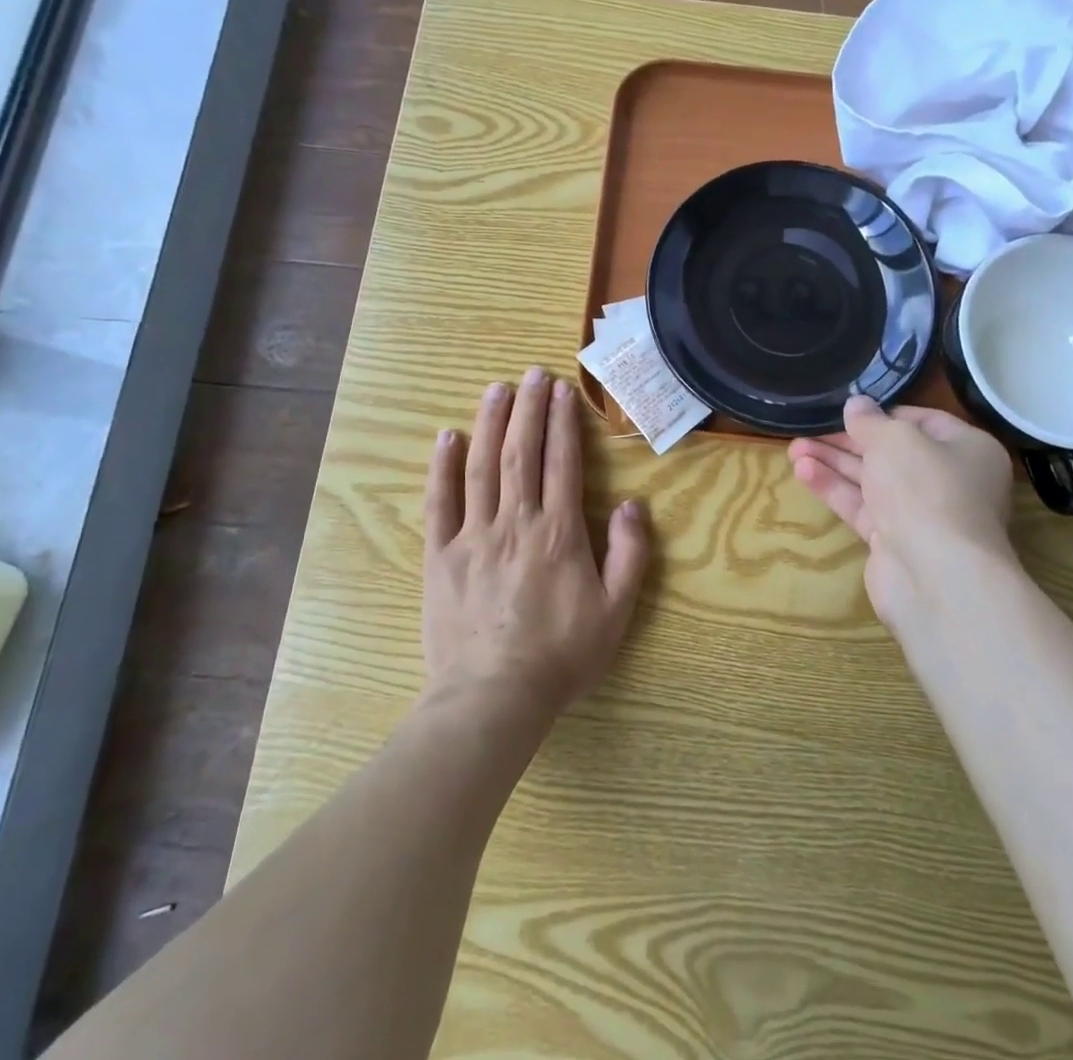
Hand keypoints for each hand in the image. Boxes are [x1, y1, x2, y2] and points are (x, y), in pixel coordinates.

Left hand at [423, 368, 647, 721]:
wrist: (493, 697)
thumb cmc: (561, 656)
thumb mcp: (616, 611)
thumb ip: (629, 554)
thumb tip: (632, 504)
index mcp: (558, 532)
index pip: (562, 462)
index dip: (563, 422)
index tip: (563, 390)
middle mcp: (516, 521)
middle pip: (522, 452)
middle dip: (528, 409)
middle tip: (532, 373)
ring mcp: (474, 535)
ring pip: (482, 466)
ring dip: (490, 423)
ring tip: (496, 388)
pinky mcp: (440, 555)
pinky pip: (440, 502)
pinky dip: (442, 467)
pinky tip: (447, 437)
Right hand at [788, 396, 1017, 627]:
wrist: (935, 576)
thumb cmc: (925, 489)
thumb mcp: (894, 440)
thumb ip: (870, 420)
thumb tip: (856, 404)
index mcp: (967, 449)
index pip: (921, 421)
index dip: (881, 414)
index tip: (846, 409)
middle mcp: (949, 481)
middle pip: (891, 452)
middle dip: (847, 441)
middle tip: (808, 429)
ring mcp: (921, 514)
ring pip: (872, 480)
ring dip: (834, 463)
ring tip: (794, 449)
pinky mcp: (894, 542)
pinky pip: (862, 507)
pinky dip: (835, 490)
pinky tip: (803, 472)